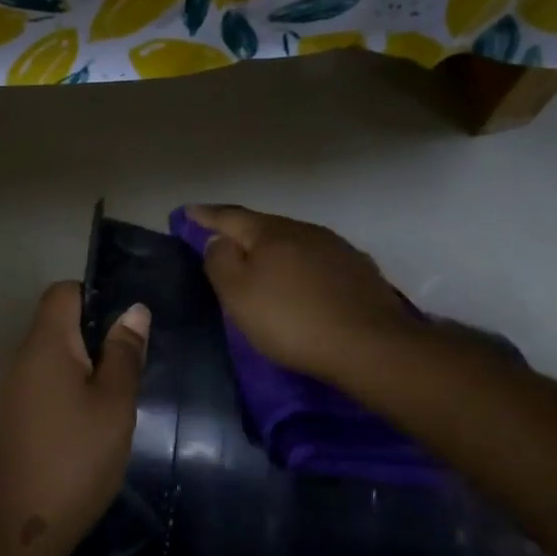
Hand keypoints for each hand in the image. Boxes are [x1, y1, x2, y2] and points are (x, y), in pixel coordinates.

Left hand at [0, 282, 148, 555]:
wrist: (18, 527)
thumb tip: (134, 311)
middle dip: (98, 336)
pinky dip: (71, 392)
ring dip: (87, 368)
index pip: (63, 292)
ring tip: (120, 397)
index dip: (96, 295)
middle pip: (58, 325)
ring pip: (54, 360)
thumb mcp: (114, 406)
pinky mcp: (14, 420)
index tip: (128, 325)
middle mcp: (22, 360)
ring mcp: (13, 392)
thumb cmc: (74, 460)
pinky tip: (94, 424)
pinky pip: (46, 387)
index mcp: (45, 346)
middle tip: (134, 365)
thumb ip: (124, 355)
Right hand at [187, 205, 419, 381]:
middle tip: (222, 241)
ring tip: (261, 265)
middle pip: (264, 226)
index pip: (230, 217)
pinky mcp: (358, 270)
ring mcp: (336, 248)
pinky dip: (300, 267)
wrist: (369, 344)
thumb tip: (219, 240)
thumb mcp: (239, 296)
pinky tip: (301, 283)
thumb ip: (220, 263)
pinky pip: (317, 260)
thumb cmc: (291, 320)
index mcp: (270, 233)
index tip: (187, 212)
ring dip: (274, 250)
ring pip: (294, 242)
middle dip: (241, 232)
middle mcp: (304, 230)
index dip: (206, 216)